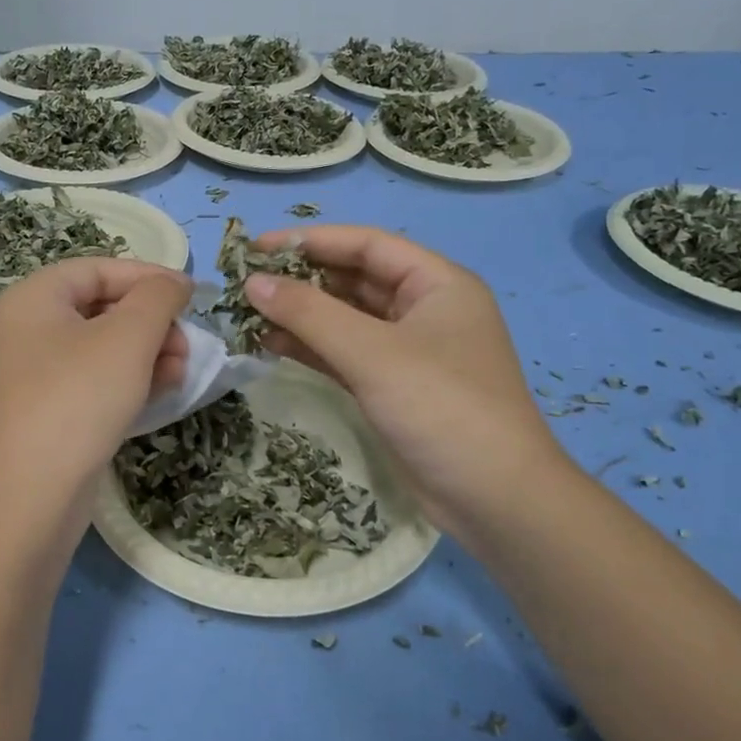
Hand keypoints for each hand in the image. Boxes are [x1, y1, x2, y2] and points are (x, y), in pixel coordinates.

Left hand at [0, 258, 190, 508]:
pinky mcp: (42, 414)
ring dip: (147, 353)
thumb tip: (175, 283)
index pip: (97, 269)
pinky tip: (160, 393)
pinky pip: (91, 382)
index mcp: (31, 299)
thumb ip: (158, 298)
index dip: (148, 276)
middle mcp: (23, 331)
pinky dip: (127, 381)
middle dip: (152, 323)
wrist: (27, 499)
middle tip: (187, 344)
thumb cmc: (76, 400)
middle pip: (100, 308)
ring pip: (100, 348)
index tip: (192, 296)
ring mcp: (30, 376)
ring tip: (181, 373)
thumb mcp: (128, 338)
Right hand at [243, 226, 563, 538]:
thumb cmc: (441, 408)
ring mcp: (409, 352)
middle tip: (246, 281)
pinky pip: (345, 355)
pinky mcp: (393, 388)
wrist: (494, 500)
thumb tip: (253, 282)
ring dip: (301, 316)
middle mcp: (424, 310)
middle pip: (355, 280)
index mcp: (437, 284)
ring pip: (346, 320)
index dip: (311, 241)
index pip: (367, 245)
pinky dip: (311, 348)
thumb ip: (310, 314)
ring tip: (247, 313)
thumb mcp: (373, 354)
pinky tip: (269, 344)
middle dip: (302, 279)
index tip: (256, 247)